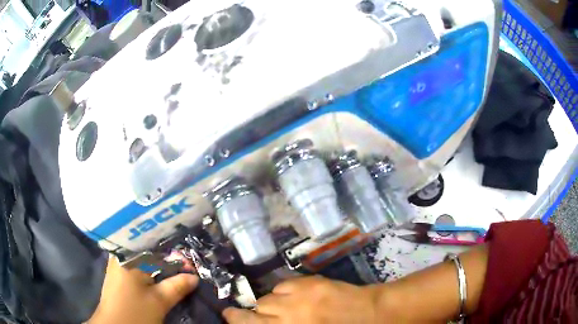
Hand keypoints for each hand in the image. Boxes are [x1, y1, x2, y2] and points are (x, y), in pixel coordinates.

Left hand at [88, 257, 198, 323]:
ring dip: (158, 265)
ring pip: (142, 260)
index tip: (187, 257)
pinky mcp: (119, 276)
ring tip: (175, 268)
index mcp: (128, 256)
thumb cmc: (135, 312)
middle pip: (147, 251)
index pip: (153, 244)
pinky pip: (137, 267)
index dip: (172, 251)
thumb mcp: (159, 301)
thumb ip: (177, 286)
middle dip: (166, 257)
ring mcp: (118, 266)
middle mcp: (120, 256)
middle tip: (184, 263)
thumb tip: (195, 277)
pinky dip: (150, 271)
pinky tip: (159, 277)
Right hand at [223, 276, 376, 323]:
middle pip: (253, 313)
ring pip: (267, 299)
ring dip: (269, 304)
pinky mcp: (309, 283)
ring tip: (279, 306)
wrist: (370, 314)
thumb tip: (265, 321)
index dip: (235, 320)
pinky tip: (292, 295)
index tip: (227, 316)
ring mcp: (298, 300)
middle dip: (245, 313)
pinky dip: (283, 291)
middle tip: (240, 312)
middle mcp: (287, 318)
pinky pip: (283, 285)